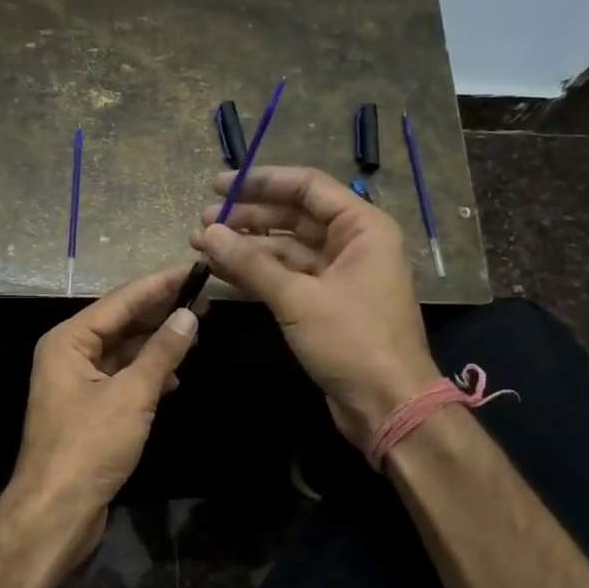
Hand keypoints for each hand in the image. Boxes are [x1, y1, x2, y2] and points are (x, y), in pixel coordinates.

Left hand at [5, 265, 200, 566]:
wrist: (56, 510)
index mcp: (68, 340)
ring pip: (122, 350)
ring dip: (156, 343)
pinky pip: (120, 376)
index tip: (193, 269)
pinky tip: (174, 376)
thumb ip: (161, 353)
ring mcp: (76, 381)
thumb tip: (189, 316)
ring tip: (195, 330)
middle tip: (203, 298)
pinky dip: (146, 373)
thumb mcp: (132, 395)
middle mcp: (68, 353)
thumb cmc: (90, 446)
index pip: (121, 301)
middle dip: (160, 312)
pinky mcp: (87, 407)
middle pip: (120, 322)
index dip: (159, 284)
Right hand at [193, 166, 441, 446]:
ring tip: (201, 246)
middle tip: (201, 222)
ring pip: (285, 250)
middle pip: (293, 217)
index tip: (218, 185)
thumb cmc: (353, 341)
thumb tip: (207, 233)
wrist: (388, 405)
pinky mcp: (324, 304)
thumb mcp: (298, 298)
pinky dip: (255, 274)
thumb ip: (251, 263)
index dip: (261, 182)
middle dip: (246, 218)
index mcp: (361, 228)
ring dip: (245, 248)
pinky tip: (221, 272)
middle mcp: (352, 244)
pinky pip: (286, 278)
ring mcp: (338, 276)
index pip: (307, 188)